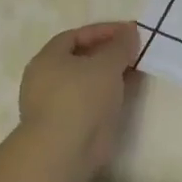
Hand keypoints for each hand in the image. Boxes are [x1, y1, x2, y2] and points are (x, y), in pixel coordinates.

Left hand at [17, 22, 141, 172]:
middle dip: (107, 52)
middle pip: (80, 58)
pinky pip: (91, 101)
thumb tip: (130, 31)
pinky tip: (127, 92)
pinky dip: (108, 94)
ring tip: (135, 69)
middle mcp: (46, 80)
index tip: (128, 31)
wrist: (65, 150)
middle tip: (133, 50)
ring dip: (110, 74)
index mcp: (47, 59)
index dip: (102, 31)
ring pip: (87, 81)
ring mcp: (55, 104)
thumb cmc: (82, 98)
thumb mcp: (106, 64)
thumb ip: (120, 46)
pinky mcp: (67, 125)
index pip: (75, 36)